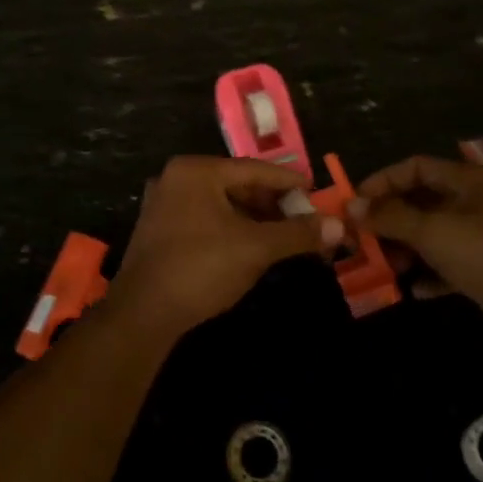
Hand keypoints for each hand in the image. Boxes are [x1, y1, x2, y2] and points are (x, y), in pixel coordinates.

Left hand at [113, 156, 342, 336]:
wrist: (143, 312)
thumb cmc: (202, 268)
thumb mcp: (256, 248)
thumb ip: (297, 233)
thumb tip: (339, 225)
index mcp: (196, 170)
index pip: (254, 169)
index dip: (289, 181)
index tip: (316, 192)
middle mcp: (176, 178)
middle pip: (236, 183)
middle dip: (272, 202)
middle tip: (303, 219)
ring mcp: (163, 203)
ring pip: (220, 203)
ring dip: (252, 217)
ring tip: (282, 235)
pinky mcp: (158, 229)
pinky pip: (204, 218)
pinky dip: (230, 227)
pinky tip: (250, 246)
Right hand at [350, 152, 482, 359]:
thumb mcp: (435, 232)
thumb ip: (391, 217)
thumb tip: (350, 205)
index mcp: (469, 181)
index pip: (415, 167)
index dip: (382, 182)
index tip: (354, 205)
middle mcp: (476, 204)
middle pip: (421, 202)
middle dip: (389, 220)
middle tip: (360, 240)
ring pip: (432, 235)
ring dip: (406, 249)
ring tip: (383, 267)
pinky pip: (448, 266)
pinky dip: (429, 275)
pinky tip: (413, 289)